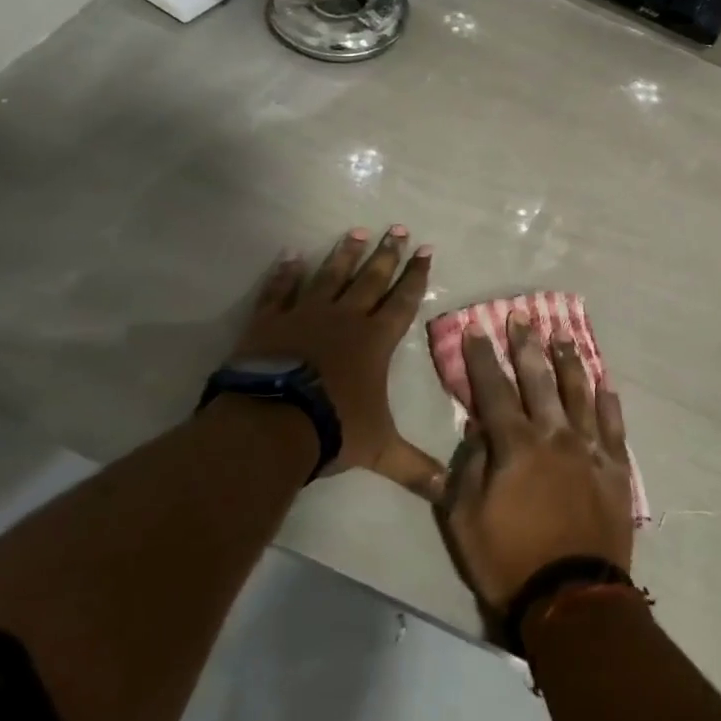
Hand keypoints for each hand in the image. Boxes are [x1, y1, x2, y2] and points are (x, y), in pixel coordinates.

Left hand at [236, 227, 444, 498]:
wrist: (271, 423)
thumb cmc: (333, 428)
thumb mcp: (379, 450)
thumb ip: (414, 467)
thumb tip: (449, 493)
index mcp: (375, 340)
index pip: (403, 301)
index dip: (416, 276)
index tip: (426, 250)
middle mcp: (346, 318)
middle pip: (371, 278)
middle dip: (387, 253)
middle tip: (398, 228)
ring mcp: (306, 314)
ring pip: (331, 275)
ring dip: (345, 253)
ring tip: (357, 230)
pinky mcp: (270, 320)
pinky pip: (280, 289)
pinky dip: (286, 272)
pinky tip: (291, 254)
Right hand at [439, 312, 634, 613]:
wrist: (572, 597)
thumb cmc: (508, 560)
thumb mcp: (465, 519)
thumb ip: (470, 467)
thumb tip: (478, 429)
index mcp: (516, 445)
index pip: (494, 390)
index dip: (483, 358)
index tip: (478, 328)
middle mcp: (554, 434)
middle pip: (538, 379)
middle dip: (526, 345)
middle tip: (522, 317)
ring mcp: (589, 449)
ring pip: (578, 392)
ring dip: (569, 361)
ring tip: (562, 336)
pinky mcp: (614, 468)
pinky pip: (612, 425)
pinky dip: (608, 401)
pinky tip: (605, 381)